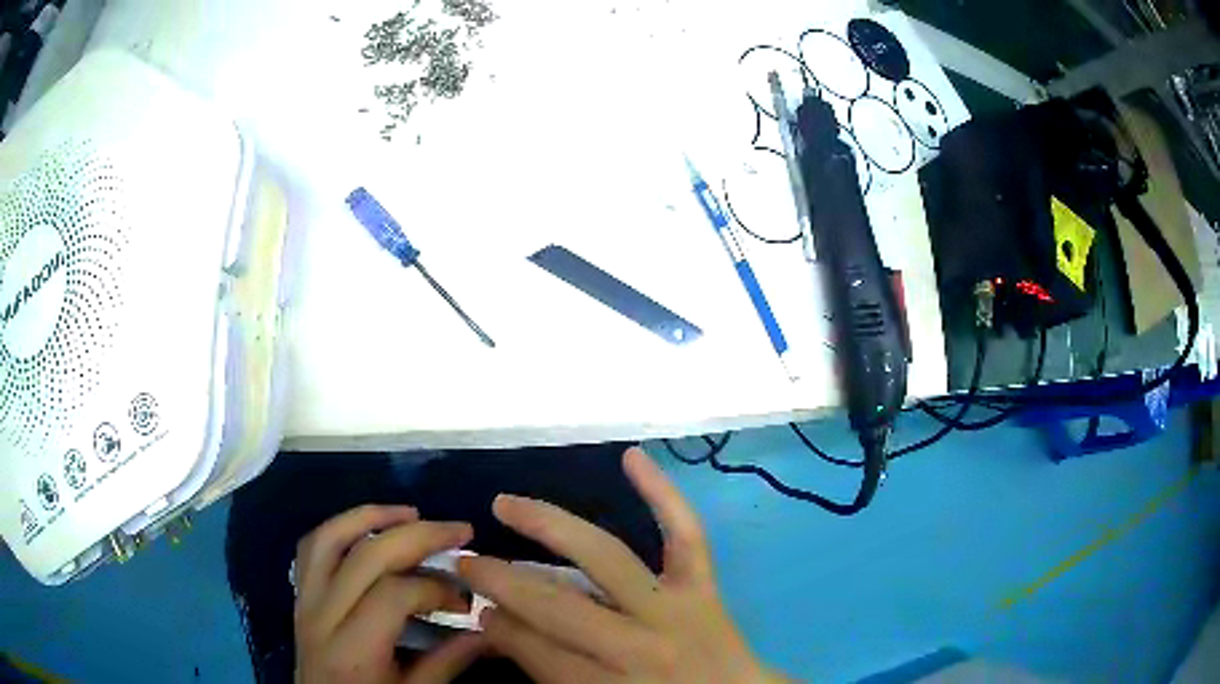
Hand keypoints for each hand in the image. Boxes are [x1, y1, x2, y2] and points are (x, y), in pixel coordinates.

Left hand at [294, 505, 485, 683]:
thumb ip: (446, 663)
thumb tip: (485, 630)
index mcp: (353, 649)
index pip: (393, 594)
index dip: (435, 589)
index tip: (465, 601)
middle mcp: (322, 616)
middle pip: (365, 555)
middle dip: (417, 536)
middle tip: (458, 531)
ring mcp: (305, 602)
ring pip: (329, 538)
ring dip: (371, 516)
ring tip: (410, 514)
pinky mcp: (299, 598)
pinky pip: (311, 549)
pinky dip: (340, 530)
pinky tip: (367, 530)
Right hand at [458, 447, 786, 682]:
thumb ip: (547, 673)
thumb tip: (500, 625)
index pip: (535, 649)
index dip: (498, 627)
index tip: (476, 607)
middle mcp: (637, 646)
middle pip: (556, 605)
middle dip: (501, 580)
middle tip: (466, 561)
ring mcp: (674, 609)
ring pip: (605, 559)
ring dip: (548, 526)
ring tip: (505, 504)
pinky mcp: (704, 587)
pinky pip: (686, 535)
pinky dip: (663, 494)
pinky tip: (632, 457)